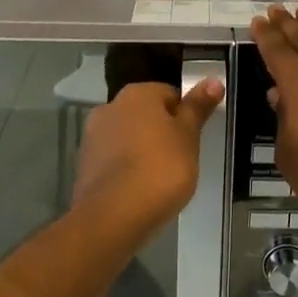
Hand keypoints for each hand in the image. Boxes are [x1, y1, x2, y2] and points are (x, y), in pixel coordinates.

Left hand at [72, 78, 225, 241]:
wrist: (113, 217)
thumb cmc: (160, 169)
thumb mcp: (188, 136)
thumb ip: (198, 107)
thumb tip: (213, 79)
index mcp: (138, 94)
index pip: (169, 94)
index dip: (185, 116)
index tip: (193, 140)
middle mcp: (111, 107)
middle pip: (146, 114)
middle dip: (161, 132)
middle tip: (180, 159)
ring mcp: (92, 136)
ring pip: (127, 137)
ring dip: (141, 150)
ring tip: (159, 179)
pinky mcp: (84, 165)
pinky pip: (113, 160)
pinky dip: (125, 169)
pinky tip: (138, 190)